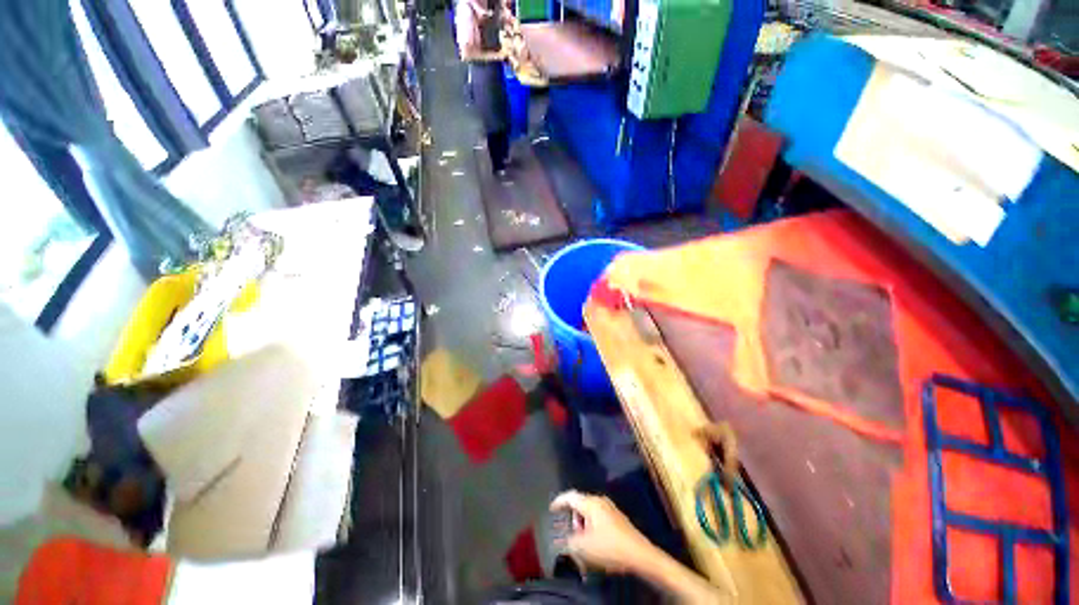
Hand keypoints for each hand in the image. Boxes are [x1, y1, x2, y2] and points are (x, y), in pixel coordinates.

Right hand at [550, 491, 657, 574]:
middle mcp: (600, 501)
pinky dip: (592, 528)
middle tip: (571, 536)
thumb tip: (566, 538)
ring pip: (589, 513)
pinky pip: (598, 519)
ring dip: (583, 526)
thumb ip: (570, 540)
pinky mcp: (617, 518)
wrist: (639, 555)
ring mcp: (610, 508)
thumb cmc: (610, 547)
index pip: (570, 496)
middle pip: (580, 505)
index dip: (559, 501)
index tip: (551, 508)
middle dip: (573, 520)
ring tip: (583, 544)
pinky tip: (595, 544)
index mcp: (591, 503)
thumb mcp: (584, 547)